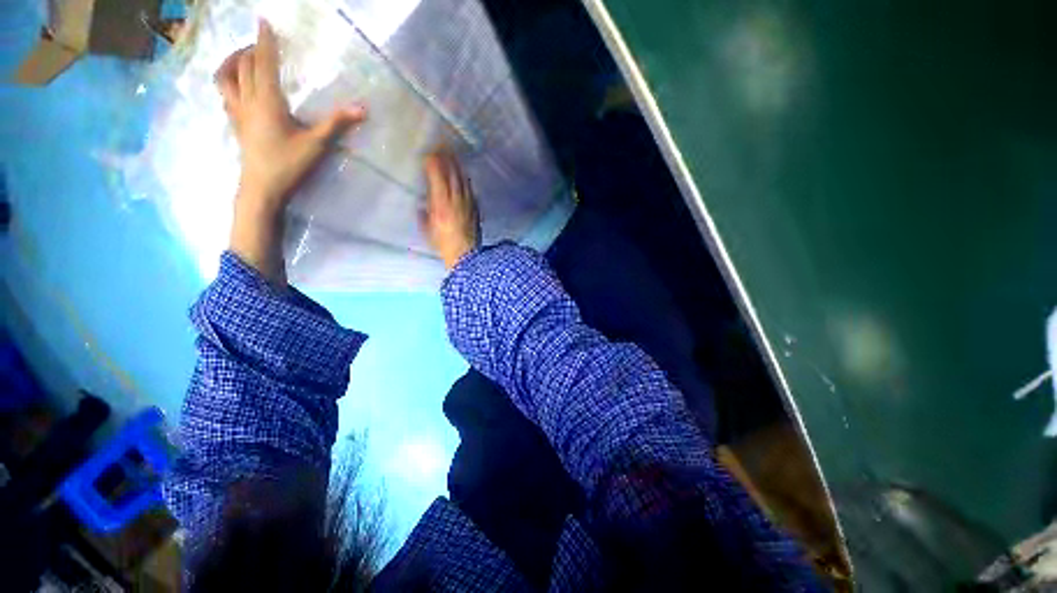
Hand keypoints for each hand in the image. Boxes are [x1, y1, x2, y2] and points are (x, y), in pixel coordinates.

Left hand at [216, 19, 364, 282]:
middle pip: (242, 65)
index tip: (263, 21)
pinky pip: (225, 95)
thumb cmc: (289, 165)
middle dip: (250, 48)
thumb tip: (362, 109)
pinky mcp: (235, 124)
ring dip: (231, 62)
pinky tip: (236, 86)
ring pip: (225, 77)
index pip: (264, 62)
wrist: (262, 188)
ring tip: (241, 57)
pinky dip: (228, 82)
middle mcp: (247, 100)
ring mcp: (237, 112)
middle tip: (261, 42)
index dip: (265, 40)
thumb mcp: (317, 144)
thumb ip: (337, 124)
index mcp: (267, 100)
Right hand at [421, 151, 480, 269]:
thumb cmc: (444, 245)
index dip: (433, 164)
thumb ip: (424, 217)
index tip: (428, 154)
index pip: (437, 177)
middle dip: (446, 158)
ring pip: (463, 180)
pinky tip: (464, 177)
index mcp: (441, 204)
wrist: (466, 255)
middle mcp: (456, 200)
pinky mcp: (475, 209)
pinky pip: (470, 190)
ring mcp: (468, 204)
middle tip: (441, 147)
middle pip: (452, 174)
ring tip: (453, 156)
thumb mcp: (428, 231)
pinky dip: (465, 181)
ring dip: (457, 166)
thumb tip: (422, 207)